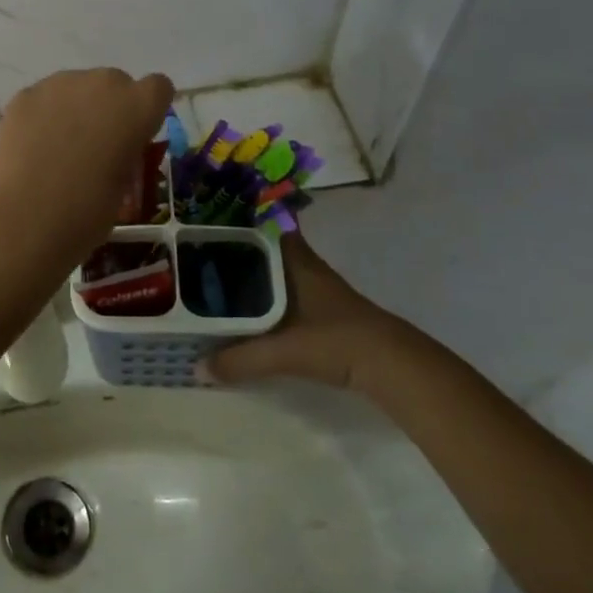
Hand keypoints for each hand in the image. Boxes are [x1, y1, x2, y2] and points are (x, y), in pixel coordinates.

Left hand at [0, 67, 172, 266]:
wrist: (23, 219)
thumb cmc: (85, 213)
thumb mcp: (123, 185)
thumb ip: (124, 153)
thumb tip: (111, 148)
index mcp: (137, 107)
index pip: (158, 87)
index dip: (148, 110)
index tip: (136, 134)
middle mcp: (102, 84)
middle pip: (114, 83)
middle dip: (109, 107)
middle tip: (94, 145)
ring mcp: (59, 85)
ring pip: (76, 86)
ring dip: (75, 108)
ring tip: (57, 148)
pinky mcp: (25, 95)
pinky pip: (43, 98)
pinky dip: (42, 116)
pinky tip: (31, 147)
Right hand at [203, 236, 406, 392]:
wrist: (393, 366)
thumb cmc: (336, 340)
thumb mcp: (283, 351)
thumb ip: (240, 360)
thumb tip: (198, 369)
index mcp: (296, 260)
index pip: (264, 226)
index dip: (237, 222)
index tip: (206, 225)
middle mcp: (305, 266)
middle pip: (265, 250)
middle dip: (235, 252)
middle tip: (198, 257)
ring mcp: (317, 288)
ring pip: (274, 273)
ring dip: (250, 277)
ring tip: (214, 284)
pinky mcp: (323, 312)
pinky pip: (283, 294)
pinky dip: (264, 298)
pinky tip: (248, 313)